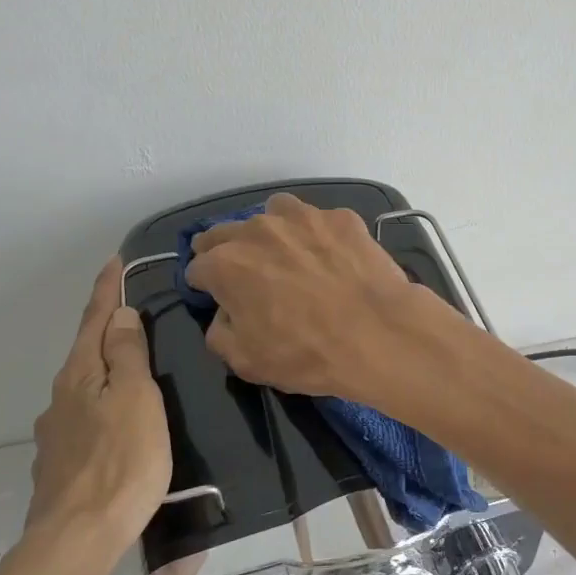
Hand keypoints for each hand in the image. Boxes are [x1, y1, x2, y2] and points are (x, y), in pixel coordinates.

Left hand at [27, 256, 171, 552]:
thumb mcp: (136, 399)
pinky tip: (113, 425)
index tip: (114, 260)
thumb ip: (127, 355)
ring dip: (102, 370)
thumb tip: (120, 314)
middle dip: (104, 329)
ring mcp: (54, 434)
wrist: (76, 540)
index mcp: (80, 375)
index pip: (95, 320)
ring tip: (129, 372)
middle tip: (129, 313)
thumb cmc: (121, 462)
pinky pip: (82, 420)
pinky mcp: (58, 465)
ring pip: (82, 388)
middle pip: (85, 352)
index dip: (106, 290)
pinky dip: (99, 407)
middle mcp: (60, 398)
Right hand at [185, 192, 442, 403]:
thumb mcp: (246, 361)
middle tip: (245, 275)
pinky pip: (317, 219)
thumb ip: (220, 332)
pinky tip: (331, 256)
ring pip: (272, 213)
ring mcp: (302, 217)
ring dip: (270, 231)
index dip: (204, 285)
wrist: (378, 334)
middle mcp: (257, 230)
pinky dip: (315, 234)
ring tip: (287, 254)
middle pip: (226, 233)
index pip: (197, 268)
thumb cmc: (306, 353)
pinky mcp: (340, 217)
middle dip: (226, 251)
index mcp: (226, 264)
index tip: (217, 297)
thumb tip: (224, 314)